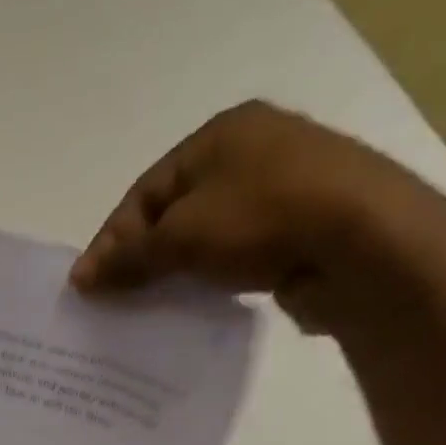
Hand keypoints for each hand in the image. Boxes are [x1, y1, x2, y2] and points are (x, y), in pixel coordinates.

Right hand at [69, 100, 445, 341]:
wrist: (364, 242)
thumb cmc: (262, 218)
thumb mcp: (182, 235)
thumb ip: (129, 256)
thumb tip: (81, 277)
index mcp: (222, 134)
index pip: (145, 191)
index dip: (111, 239)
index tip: (87, 285)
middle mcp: (253, 152)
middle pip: (175, 211)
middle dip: (141, 257)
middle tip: (114, 300)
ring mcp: (283, 191)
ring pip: (206, 236)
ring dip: (175, 271)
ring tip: (150, 310)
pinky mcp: (301, 231)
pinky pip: (237, 257)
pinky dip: (211, 280)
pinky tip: (196, 306)